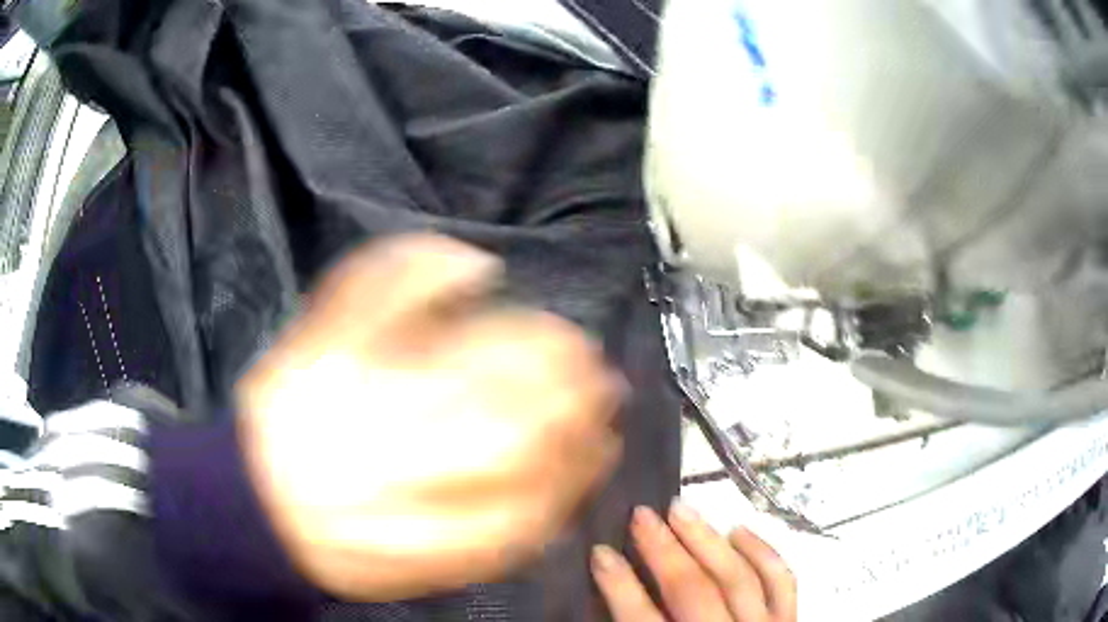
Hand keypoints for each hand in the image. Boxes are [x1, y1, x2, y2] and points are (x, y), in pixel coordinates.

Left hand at [236, 234, 622, 600]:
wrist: (250, 503)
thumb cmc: (338, 547)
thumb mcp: (420, 573)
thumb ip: (492, 544)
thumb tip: (556, 504)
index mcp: (422, 528)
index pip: (533, 498)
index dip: (582, 467)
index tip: (604, 443)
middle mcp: (398, 458)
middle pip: (513, 421)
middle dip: (575, 396)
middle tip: (598, 378)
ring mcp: (357, 389)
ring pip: (469, 355)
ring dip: (533, 339)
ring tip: (561, 336)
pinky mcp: (321, 346)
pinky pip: (374, 289)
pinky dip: (425, 265)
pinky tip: (470, 266)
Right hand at [592, 504, 796, 621]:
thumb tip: (607, 606)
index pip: (641, 620)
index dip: (618, 584)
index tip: (600, 552)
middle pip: (691, 592)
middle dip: (662, 551)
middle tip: (642, 515)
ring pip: (736, 578)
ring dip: (707, 540)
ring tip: (682, 510)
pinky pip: (781, 581)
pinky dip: (762, 552)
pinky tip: (739, 530)